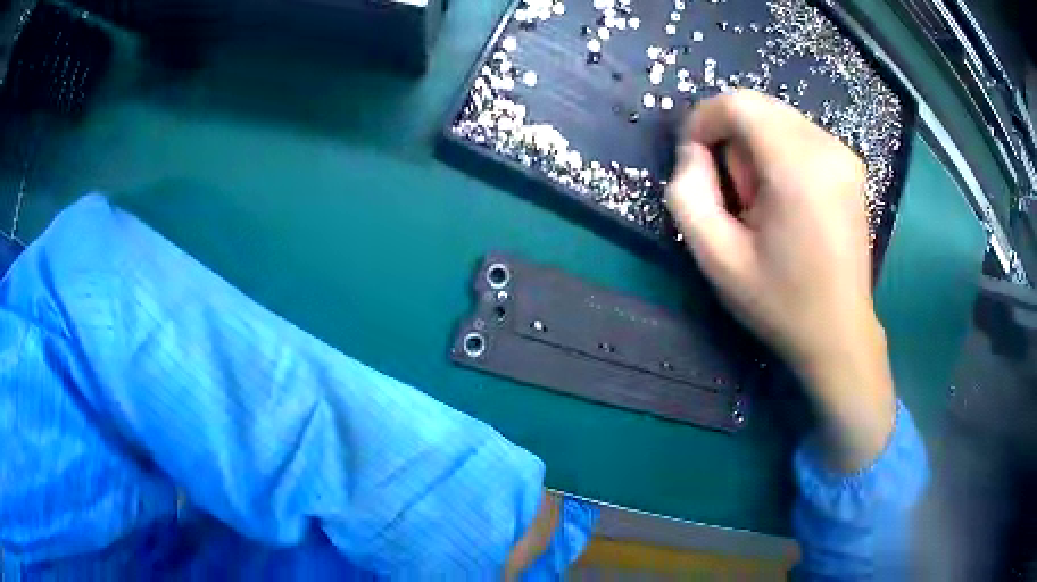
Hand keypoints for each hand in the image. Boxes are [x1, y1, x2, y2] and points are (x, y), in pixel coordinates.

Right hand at [666, 90, 895, 470]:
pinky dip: (779, 151)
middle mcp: (827, 147)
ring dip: (755, 145)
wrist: (839, 332)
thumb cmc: (779, 301)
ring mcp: (844, 154)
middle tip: (732, 192)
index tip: (695, 160)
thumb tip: (693, 152)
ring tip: (760, 200)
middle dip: (730, 136)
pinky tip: (784, 197)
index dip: (704, 121)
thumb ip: (688, 194)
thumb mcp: (716, 258)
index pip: (738, 104)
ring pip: (778, 117)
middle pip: (758, 106)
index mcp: (798, 168)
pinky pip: (799, 134)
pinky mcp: (850, 164)